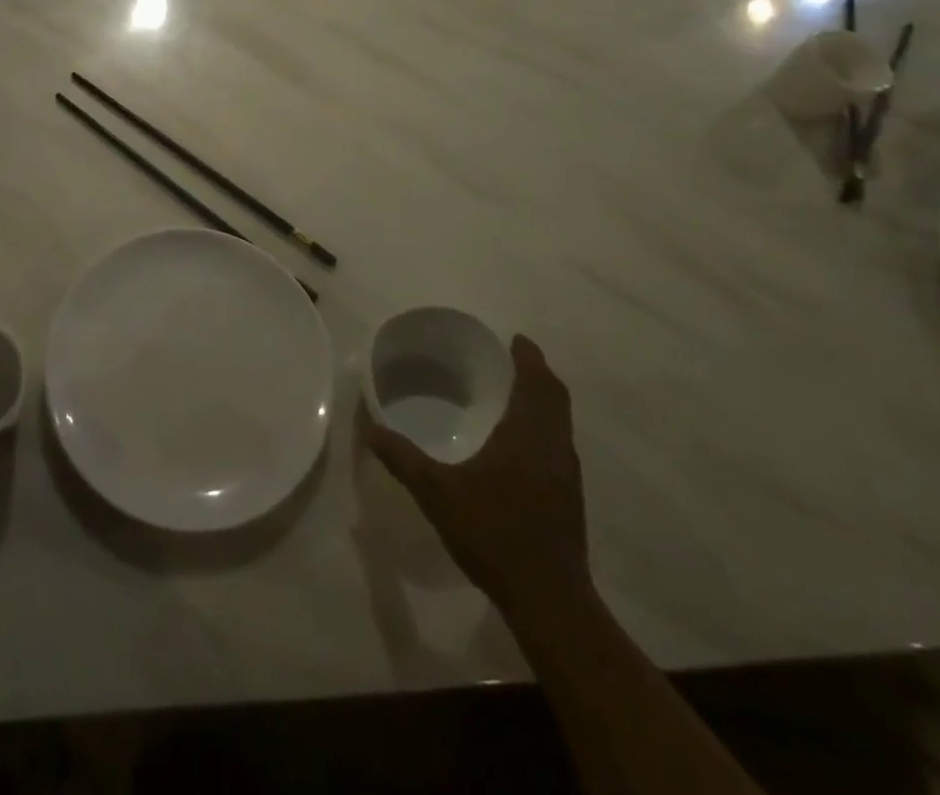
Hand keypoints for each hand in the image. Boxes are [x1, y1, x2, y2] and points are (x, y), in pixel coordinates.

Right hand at [362, 334, 588, 610]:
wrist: (549, 600)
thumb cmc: (494, 533)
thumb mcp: (437, 493)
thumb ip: (403, 459)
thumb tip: (370, 429)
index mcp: (528, 436)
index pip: (536, 383)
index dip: (529, 358)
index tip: (517, 339)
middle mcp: (554, 448)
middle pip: (555, 399)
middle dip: (538, 375)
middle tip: (514, 359)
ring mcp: (567, 476)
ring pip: (560, 423)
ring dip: (544, 402)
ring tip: (516, 394)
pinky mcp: (569, 500)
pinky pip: (559, 445)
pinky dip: (544, 427)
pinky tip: (521, 444)